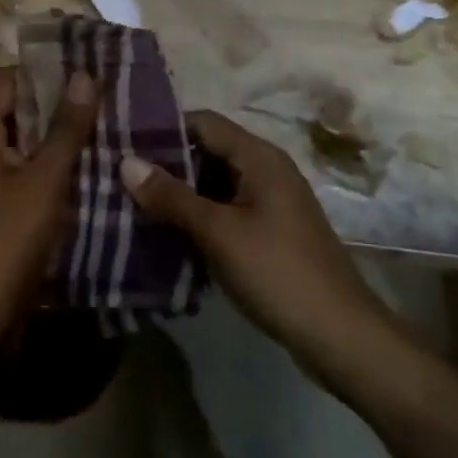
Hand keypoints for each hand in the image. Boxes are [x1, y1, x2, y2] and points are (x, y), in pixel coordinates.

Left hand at [0, 67, 96, 318]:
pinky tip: (96, 163)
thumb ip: (66, 129)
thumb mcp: (44, 178)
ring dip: (63, 134)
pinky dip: (59, 164)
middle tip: (105, 92)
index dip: (42, 69)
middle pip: (19, 110)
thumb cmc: (10, 235)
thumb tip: (84, 75)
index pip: (6, 81)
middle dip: (59, 101)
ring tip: (109, 122)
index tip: (84, 65)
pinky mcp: (8, 206)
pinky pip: (34, 171)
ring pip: (30, 142)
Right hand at [119, 112, 372, 354]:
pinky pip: (224, 210)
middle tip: (118, 176)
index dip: (162, 128)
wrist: (339, 334)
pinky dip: (196, 216)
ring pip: (213, 183)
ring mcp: (269, 202)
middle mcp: (266, 170)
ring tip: (130, 202)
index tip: (121, 142)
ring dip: (178, 193)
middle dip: (164, 163)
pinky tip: (164, 232)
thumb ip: (172, 196)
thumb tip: (126, 162)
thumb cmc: (277, 272)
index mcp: (259, 157)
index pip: (202, 122)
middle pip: (207, 151)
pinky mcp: (268, 231)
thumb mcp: (218, 232)